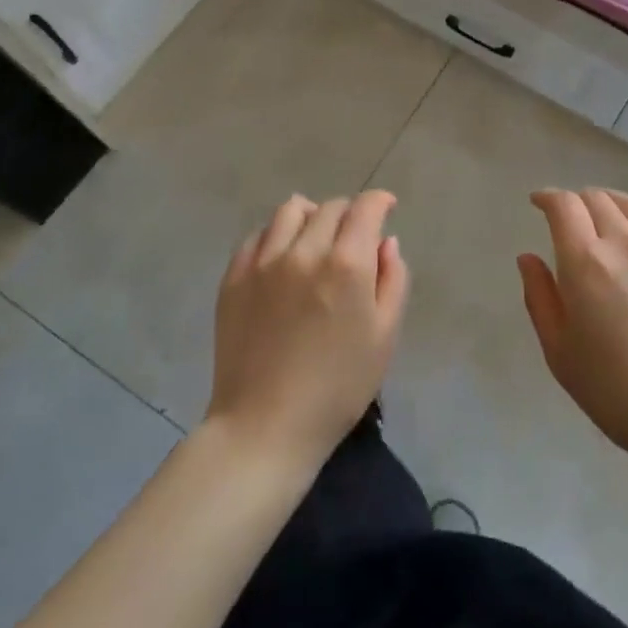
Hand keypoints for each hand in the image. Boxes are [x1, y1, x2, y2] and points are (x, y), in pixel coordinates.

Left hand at [206, 192, 408, 474]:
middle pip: (330, 207)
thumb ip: (393, 280)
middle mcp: (304, 250)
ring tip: (316, 241)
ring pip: (290, 211)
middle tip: (354, 239)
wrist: (265, 426)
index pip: (365, 208)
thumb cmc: (338, 387)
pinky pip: (258, 235)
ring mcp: (263, 261)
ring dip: (311, 217)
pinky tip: (282, 259)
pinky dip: (276, 236)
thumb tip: (386, 242)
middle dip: (349, 214)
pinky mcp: (234, 277)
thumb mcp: (385, 336)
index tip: (386, 208)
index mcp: (347, 263)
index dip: (379, 201)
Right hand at [519, 188, 627, 482]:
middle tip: (565, 216)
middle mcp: (624, 244)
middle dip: (575, 200)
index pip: (564, 206)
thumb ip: (539, 297)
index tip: (537, 202)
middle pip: (596, 199)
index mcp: (585, 262)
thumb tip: (528, 257)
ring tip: (599, 212)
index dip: (547, 197)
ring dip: (607, 201)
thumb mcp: (560, 352)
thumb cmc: (616, 391)